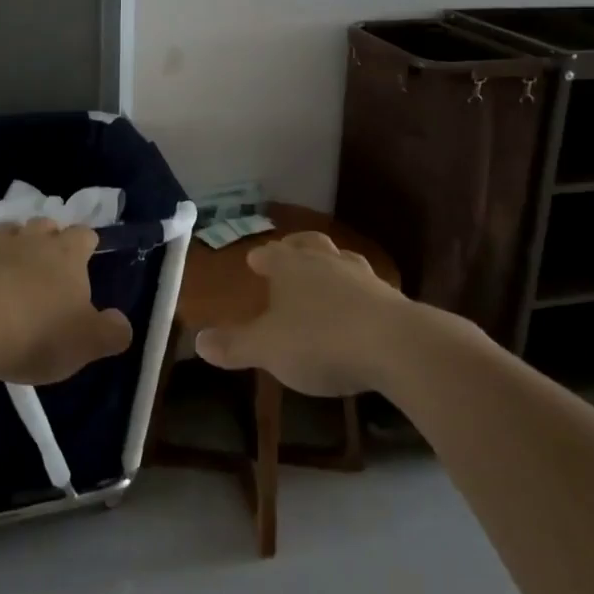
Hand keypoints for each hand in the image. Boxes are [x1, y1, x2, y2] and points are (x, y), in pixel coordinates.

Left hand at [0, 218, 133, 385]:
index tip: (85, 260)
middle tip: (47, 264)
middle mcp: (29, 241)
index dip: (86, 245)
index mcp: (66, 254)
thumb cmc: (36, 334)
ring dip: (8, 244)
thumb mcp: (87, 343)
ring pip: (4, 231)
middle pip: (43, 224)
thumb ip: (112, 332)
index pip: (84, 235)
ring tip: (8, 266)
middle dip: (47, 237)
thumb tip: (121, 323)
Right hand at [194, 231, 408, 395]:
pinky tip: (357, 307)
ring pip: (341, 260)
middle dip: (296, 247)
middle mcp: (326, 262)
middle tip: (288, 250)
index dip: (262, 258)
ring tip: (325, 275)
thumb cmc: (319, 340)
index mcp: (291, 267)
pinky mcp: (391, 299)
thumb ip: (234, 345)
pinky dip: (357, 292)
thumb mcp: (267, 348)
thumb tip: (198, 341)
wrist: (394, 346)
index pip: (272, 254)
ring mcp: (362, 277)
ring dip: (330, 265)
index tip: (254, 260)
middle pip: (309, 245)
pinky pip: (367, 287)